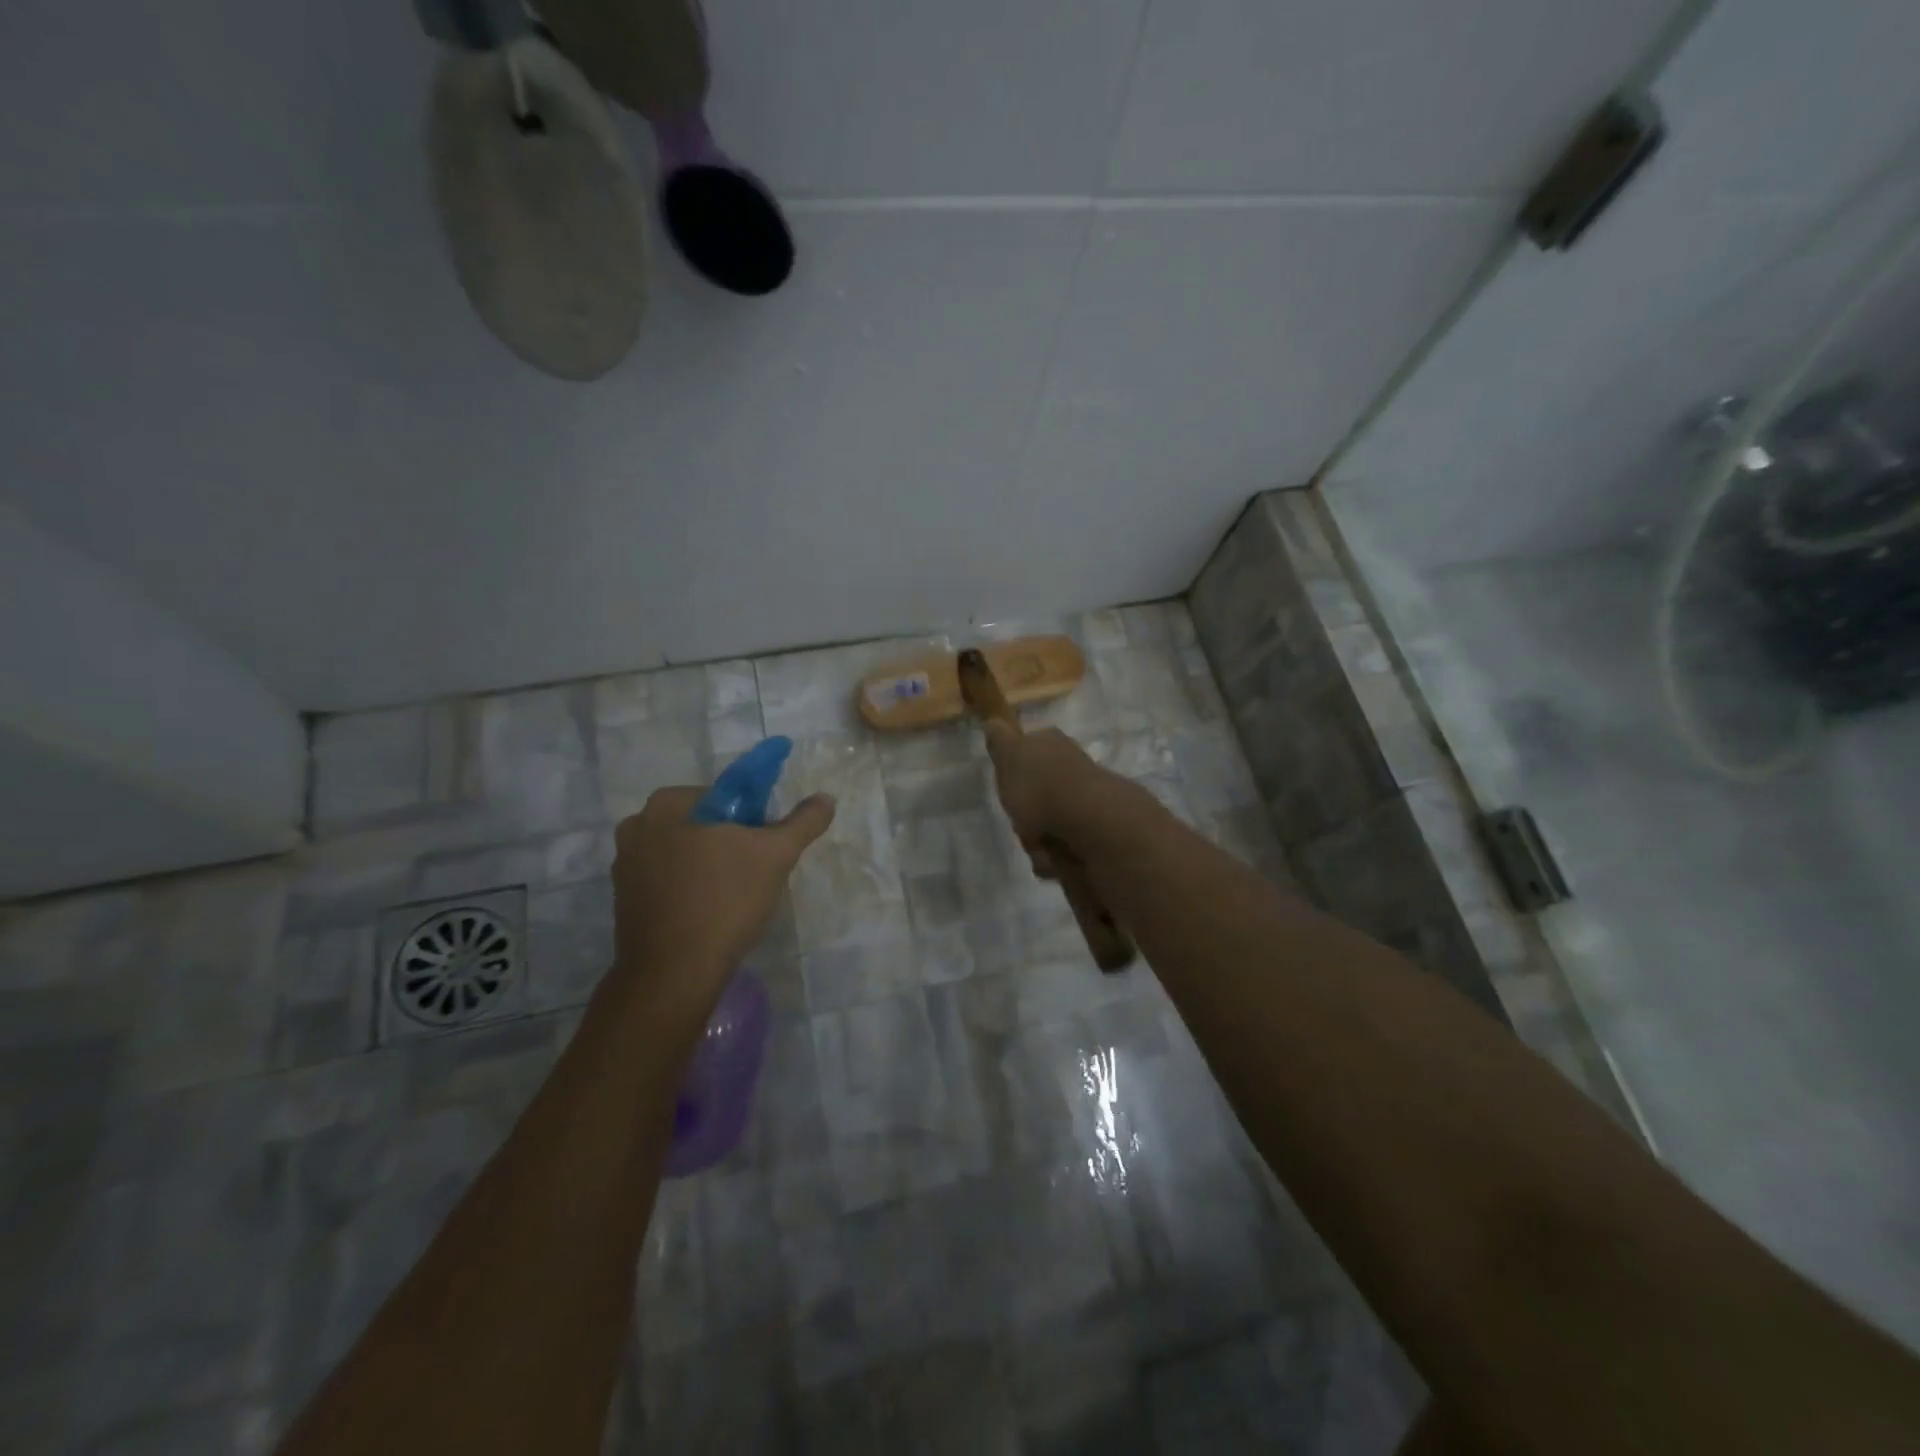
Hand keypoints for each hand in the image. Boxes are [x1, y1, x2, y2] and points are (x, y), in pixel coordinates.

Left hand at [608, 786, 834, 1027]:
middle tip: (754, 872)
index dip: (750, 819)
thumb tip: (826, 798)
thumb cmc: (724, 900)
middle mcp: (636, 827)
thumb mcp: (776, 855)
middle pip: (700, 824)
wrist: (674, 973)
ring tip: (734, 896)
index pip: (722, 796)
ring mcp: (624, 867)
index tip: (764, 847)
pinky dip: (688, 889)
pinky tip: (709, 912)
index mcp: (666, 805)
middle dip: (728, 843)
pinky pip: (667, 881)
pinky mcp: (623, 901)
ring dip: (707, 866)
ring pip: (682, 853)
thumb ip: (803, 822)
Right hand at [982, 722, 1113, 876]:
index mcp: (1052, 743)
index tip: (1008, 790)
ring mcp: (1090, 796)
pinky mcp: (1100, 828)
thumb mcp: (1009, 756)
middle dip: (1026, 814)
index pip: (1028, 750)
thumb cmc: (1041, 786)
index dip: (1014, 771)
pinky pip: (1067, 844)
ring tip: (1040, 846)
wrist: (1091, 821)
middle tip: (1022, 823)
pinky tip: (1056, 858)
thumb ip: (1000, 740)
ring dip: (1040, 839)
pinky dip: (1058, 855)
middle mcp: (1073, 765)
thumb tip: (993, 720)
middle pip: (1038, 792)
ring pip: (1050, 820)